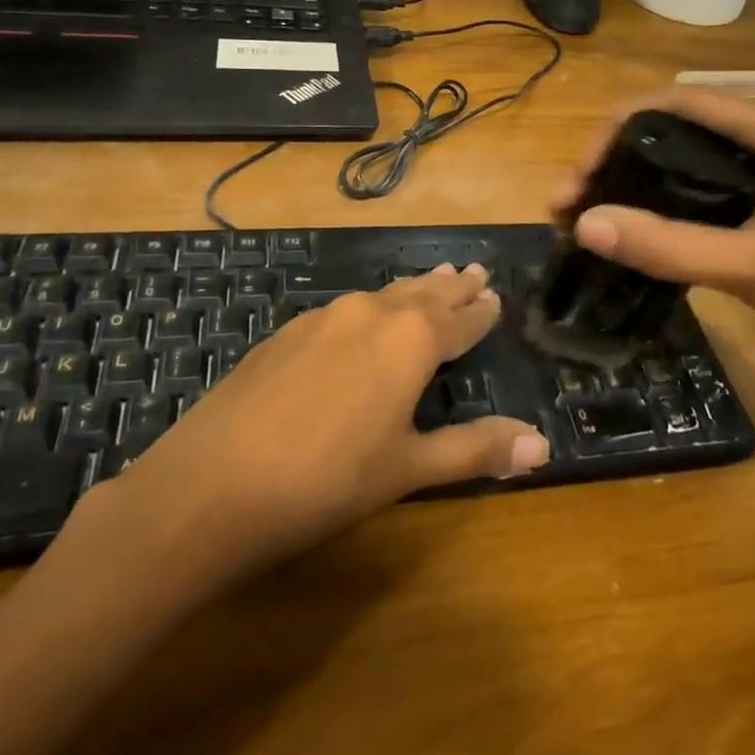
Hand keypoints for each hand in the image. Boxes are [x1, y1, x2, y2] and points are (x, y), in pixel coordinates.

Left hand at [100, 264, 549, 575]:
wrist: (211, 484)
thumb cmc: (327, 480)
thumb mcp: (408, 468)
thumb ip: (476, 449)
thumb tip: (543, 444)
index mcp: (411, 339)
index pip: (460, 318)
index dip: (481, 310)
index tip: (496, 294)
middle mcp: (371, 313)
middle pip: (423, 293)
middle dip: (451, 286)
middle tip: (474, 270)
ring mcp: (323, 318)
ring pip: (383, 295)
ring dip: (413, 289)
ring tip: (433, 279)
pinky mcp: (286, 333)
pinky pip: (345, 309)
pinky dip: (371, 306)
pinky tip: (363, 317)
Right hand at [556, 88, 754, 388]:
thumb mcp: (752, 267)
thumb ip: (669, 246)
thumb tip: (584, 224)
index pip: (674, 102)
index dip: (614, 132)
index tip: (577, 179)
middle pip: (672, 123)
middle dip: (613, 156)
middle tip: (571, 203)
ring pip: (682, 151)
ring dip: (632, 177)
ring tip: (588, 213)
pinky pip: (700, 177)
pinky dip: (659, 195)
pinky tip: (634, 223)